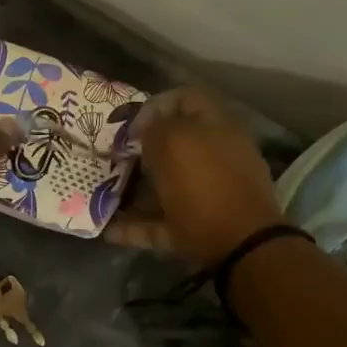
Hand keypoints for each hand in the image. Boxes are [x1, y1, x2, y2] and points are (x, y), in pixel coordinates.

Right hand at [116, 86, 283, 265]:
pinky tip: (109, 231)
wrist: (240, 247)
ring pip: (167, 185)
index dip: (154, 106)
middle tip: (113, 159)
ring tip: (105, 195)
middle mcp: (216, 156)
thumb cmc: (204, 184)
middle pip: (174, 146)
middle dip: (140, 152)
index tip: (129, 126)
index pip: (184, 99)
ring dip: (135, 190)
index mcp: (216, 127)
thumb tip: (145, 130)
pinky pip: (163, 222)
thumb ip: (155, 127)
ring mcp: (210, 194)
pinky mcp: (200, 228)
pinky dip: (137, 226)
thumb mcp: (173, 141)